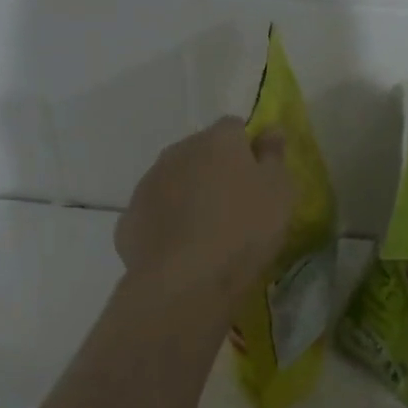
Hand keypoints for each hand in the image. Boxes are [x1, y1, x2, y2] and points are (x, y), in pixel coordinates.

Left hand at [117, 118, 294, 300]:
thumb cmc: (244, 229)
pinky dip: (166, 224)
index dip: (246, 148)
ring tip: (207, 232)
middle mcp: (178, 152)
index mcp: (217, 140)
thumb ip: (274, 157)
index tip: (258, 177)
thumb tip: (270, 129)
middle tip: (234, 205)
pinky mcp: (128, 219)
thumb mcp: (279, 193)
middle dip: (214, 170)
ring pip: (173, 181)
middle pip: (199, 152)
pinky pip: (154, 214)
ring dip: (188, 195)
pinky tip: (181, 250)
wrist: (186, 279)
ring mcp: (148, 184)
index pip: (234, 127)